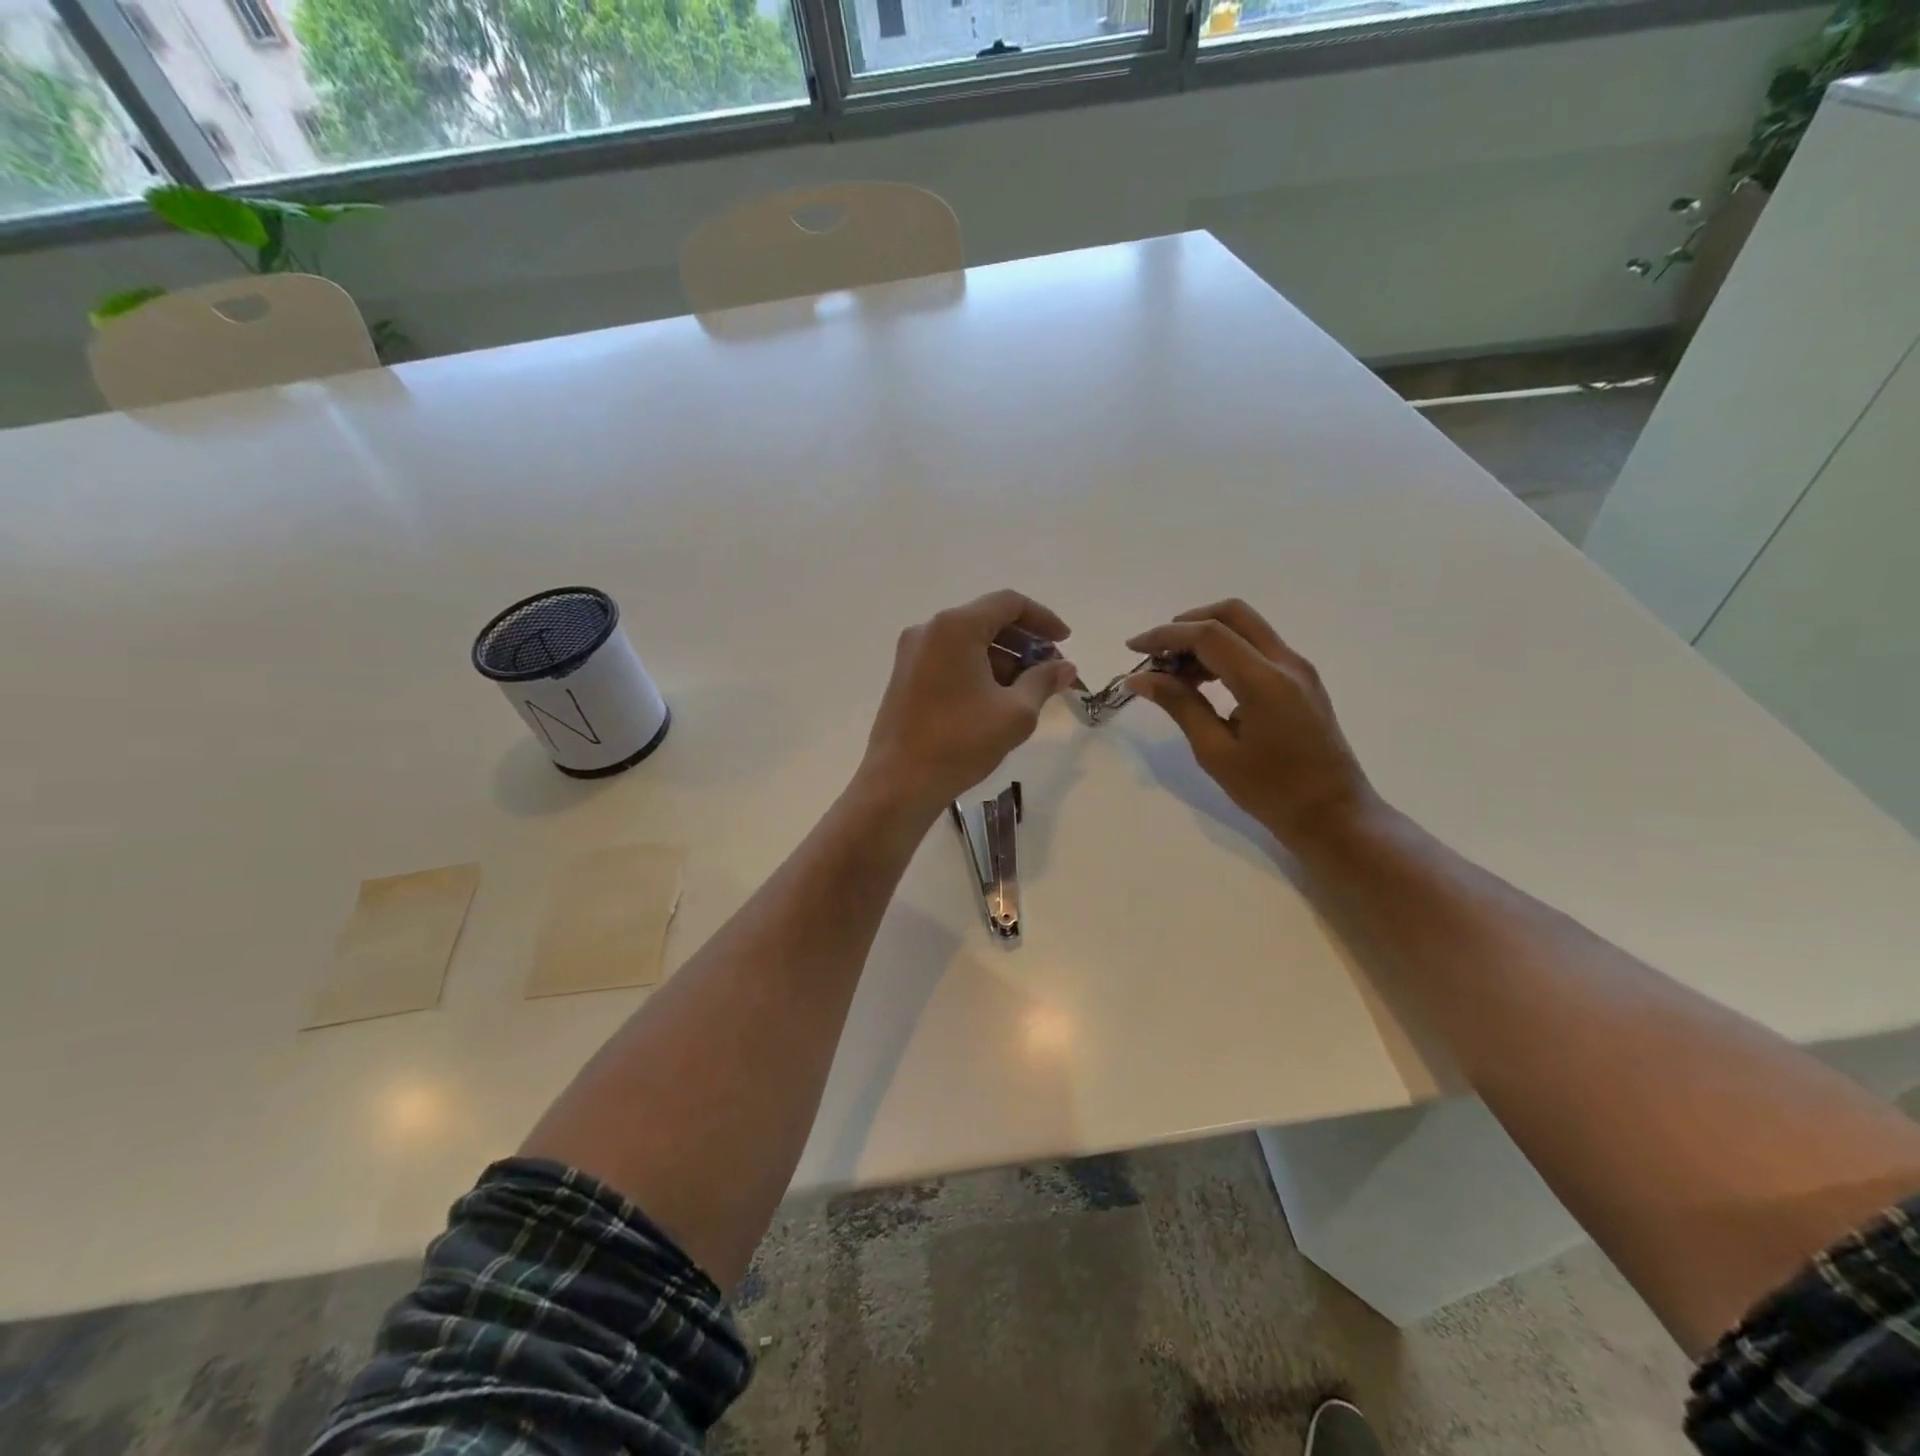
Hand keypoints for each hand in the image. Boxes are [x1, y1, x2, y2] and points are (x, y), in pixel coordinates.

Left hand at [860, 590, 1080, 813]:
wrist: (899, 782)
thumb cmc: (960, 742)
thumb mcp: (1015, 713)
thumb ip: (1043, 681)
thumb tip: (1066, 667)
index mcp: (955, 627)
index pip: (1008, 603)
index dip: (1043, 619)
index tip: (1065, 642)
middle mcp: (929, 630)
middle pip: (987, 620)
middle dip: (1024, 642)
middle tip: (1050, 671)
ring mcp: (912, 653)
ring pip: (968, 642)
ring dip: (1002, 658)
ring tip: (1028, 691)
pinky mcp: (905, 676)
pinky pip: (950, 659)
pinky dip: (978, 669)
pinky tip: (996, 699)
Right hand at [1125, 599, 1377, 845]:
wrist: (1333, 815)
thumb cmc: (1271, 791)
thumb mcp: (1215, 752)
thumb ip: (1179, 705)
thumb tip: (1140, 679)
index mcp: (1264, 682)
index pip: (1208, 635)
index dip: (1165, 636)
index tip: (1133, 648)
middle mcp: (1286, 662)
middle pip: (1232, 614)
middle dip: (1187, 623)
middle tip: (1157, 653)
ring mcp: (1298, 669)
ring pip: (1246, 627)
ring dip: (1206, 637)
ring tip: (1175, 674)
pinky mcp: (1301, 680)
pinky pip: (1258, 647)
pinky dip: (1226, 651)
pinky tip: (1204, 682)